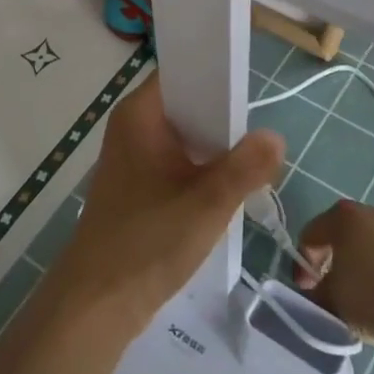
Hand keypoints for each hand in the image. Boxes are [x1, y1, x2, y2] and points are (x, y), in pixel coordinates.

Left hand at [45, 73, 284, 343]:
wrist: (99, 301)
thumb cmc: (148, 242)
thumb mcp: (207, 204)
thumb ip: (245, 167)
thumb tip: (275, 137)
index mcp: (140, 114)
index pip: (182, 73)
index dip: (216, 75)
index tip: (250, 94)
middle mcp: (132, 125)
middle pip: (186, 104)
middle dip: (222, 119)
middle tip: (258, 139)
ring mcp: (132, 155)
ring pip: (183, 135)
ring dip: (214, 148)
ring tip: (250, 165)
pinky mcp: (136, 183)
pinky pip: (175, 160)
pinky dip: (199, 168)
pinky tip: (224, 190)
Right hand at [293, 198, 373, 348]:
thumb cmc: (370, 300)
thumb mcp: (329, 299)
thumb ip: (316, 290)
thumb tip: (318, 291)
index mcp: (343, 217)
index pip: (311, 234)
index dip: (304, 263)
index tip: (306, 289)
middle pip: (344, 234)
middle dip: (334, 258)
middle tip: (331, 287)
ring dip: (365, 264)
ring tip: (364, 296)